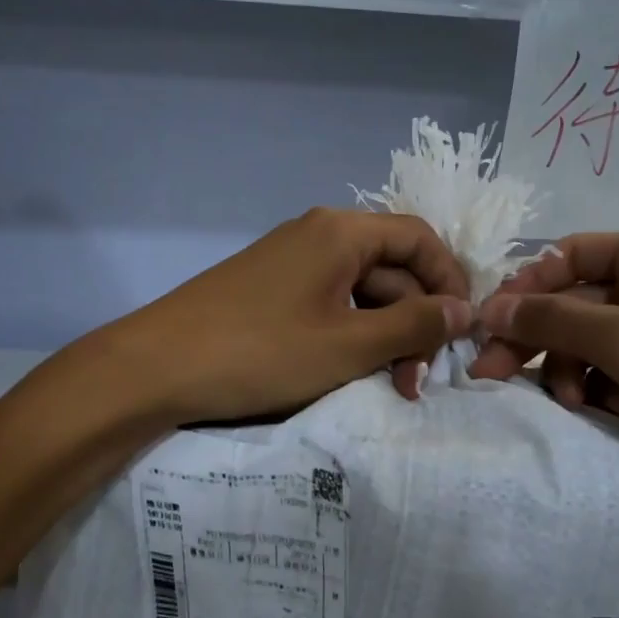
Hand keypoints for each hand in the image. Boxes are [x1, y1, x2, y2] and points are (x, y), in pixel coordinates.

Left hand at [85, 208, 472, 425]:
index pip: (420, 239)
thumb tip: (465, 309)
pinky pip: (328, 304)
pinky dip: (349, 335)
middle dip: (414, 323)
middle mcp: (319, 235)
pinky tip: (348, 372)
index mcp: (342, 232)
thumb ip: (413, 326)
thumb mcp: (348, 345)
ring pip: (361, 292)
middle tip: (415, 382)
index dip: (450, 282)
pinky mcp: (271, 290)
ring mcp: (291, 262)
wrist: (154, 368)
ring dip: (383, 335)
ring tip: (387, 385)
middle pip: (392, 268)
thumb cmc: (260, 352)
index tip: (462, 331)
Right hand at [465, 228, 618, 497]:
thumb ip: (554, 320)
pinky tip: (613, 416)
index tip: (489, 326)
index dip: (526, 288)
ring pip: (597, 345)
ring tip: (575, 406)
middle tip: (492, 376)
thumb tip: (491, 307)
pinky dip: (608, 393)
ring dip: (576, 374)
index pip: (569, 257)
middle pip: (578, 304)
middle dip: (541, 341)